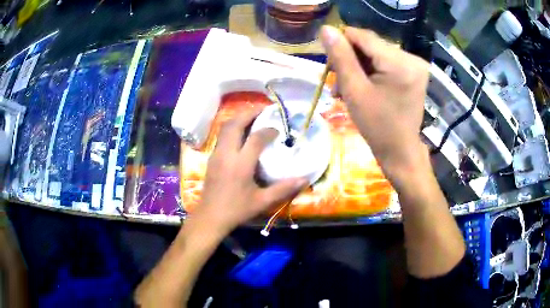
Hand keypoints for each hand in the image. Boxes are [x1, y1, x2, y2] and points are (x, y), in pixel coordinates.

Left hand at [194, 107, 307, 234]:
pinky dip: (232, 128)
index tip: (278, 130)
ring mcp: (216, 154)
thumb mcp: (262, 201)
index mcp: (241, 164)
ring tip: (253, 117)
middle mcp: (227, 154)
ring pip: (225, 127)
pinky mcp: (212, 157)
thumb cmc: (237, 210)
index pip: (256, 138)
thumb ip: (284, 188)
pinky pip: (221, 135)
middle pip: (235, 124)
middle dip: (249, 113)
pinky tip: (241, 134)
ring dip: (239, 119)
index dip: (269, 130)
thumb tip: (305, 179)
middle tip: (264, 110)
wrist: (210, 216)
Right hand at [320, 26, 429, 181]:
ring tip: (348, 88)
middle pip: (370, 44)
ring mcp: (415, 65)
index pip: (362, 36)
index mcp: (399, 63)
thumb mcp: (354, 91)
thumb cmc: (377, 126)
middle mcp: (411, 58)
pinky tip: (363, 85)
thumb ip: (340, 57)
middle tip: (338, 83)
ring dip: (359, 67)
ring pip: (376, 53)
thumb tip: (326, 29)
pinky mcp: (414, 72)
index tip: (331, 66)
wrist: (400, 150)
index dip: (341, 44)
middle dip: (350, 60)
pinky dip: (371, 71)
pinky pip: (386, 61)